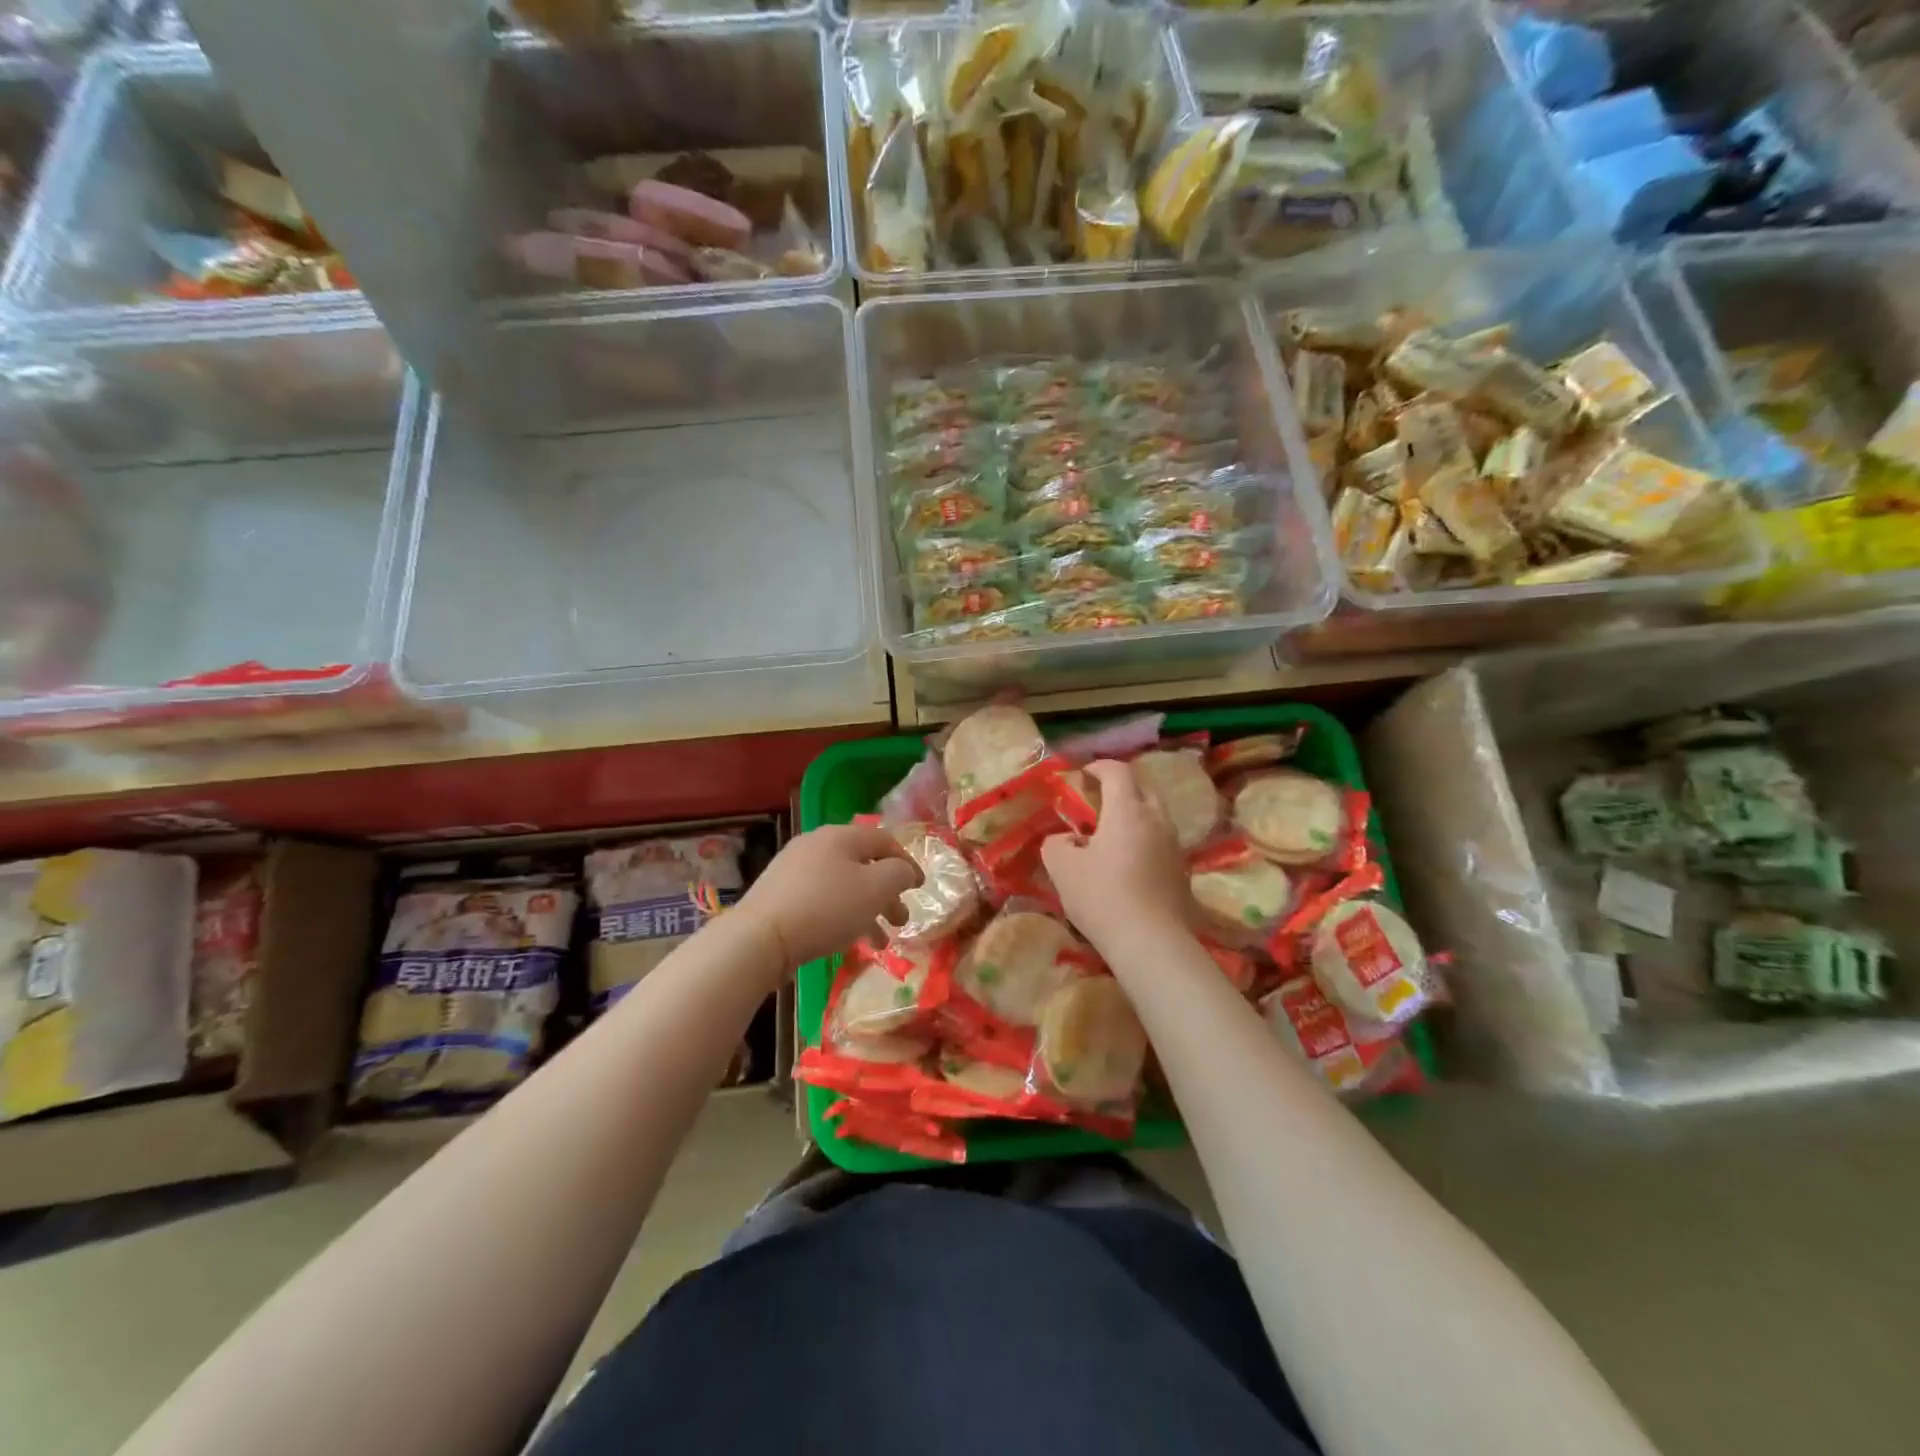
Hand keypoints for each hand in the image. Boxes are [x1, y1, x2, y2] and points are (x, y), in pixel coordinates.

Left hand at [735, 824, 922, 971]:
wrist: (760, 938)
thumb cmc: (826, 908)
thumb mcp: (876, 889)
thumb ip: (899, 874)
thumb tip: (903, 870)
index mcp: (840, 836)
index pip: (884, 841)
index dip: (907, 863)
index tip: (920, 888)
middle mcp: (816, 844)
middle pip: (863, 864)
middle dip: (887, 894)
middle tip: (901, 920)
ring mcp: (793, 869)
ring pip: (842, 885)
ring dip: (866, 910)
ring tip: (879, 942)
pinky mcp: (779, 895)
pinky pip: (821, 900)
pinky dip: (841, 916)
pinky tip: (846, 940)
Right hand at [1042, 759, 1190, 952]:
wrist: (1151, 942)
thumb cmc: (1102, 897)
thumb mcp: (1062, 869)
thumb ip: (1056, 845)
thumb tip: (1065, 841)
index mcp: (1127, 810)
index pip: (1118, 771)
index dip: (1099, 767)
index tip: (1083, 775)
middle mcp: (1156, 820)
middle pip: (1143, 787)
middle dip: (1121, 786)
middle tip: (1098, 800)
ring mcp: (1174, 845)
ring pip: (1156, 814)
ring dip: (1135, 814)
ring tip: (1112, 832)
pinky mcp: (1182, 870)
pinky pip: (1162, 840)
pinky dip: (1144, 838)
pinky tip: (1128, 861)